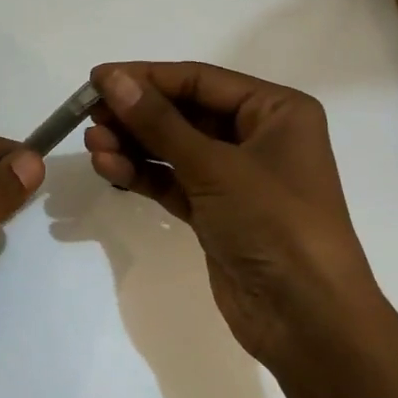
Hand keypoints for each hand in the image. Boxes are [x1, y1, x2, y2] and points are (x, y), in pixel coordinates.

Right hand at [84, 62, 374, 372]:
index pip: (200, 80)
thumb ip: (159, 122)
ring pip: (174, 148)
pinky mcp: (217, 211)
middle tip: (89, 114)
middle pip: (185, 112)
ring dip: (133, 145)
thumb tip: (113, 80)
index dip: (147, 77)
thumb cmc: (274, 224)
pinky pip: (173, 180)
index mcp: (276, 111)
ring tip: (92, 144)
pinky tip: (109, 169)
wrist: (307, 320)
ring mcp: (236, 177)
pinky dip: (143, 174)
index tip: (97, 79)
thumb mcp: (214, 166)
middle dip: (136, 114)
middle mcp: (258, 136)